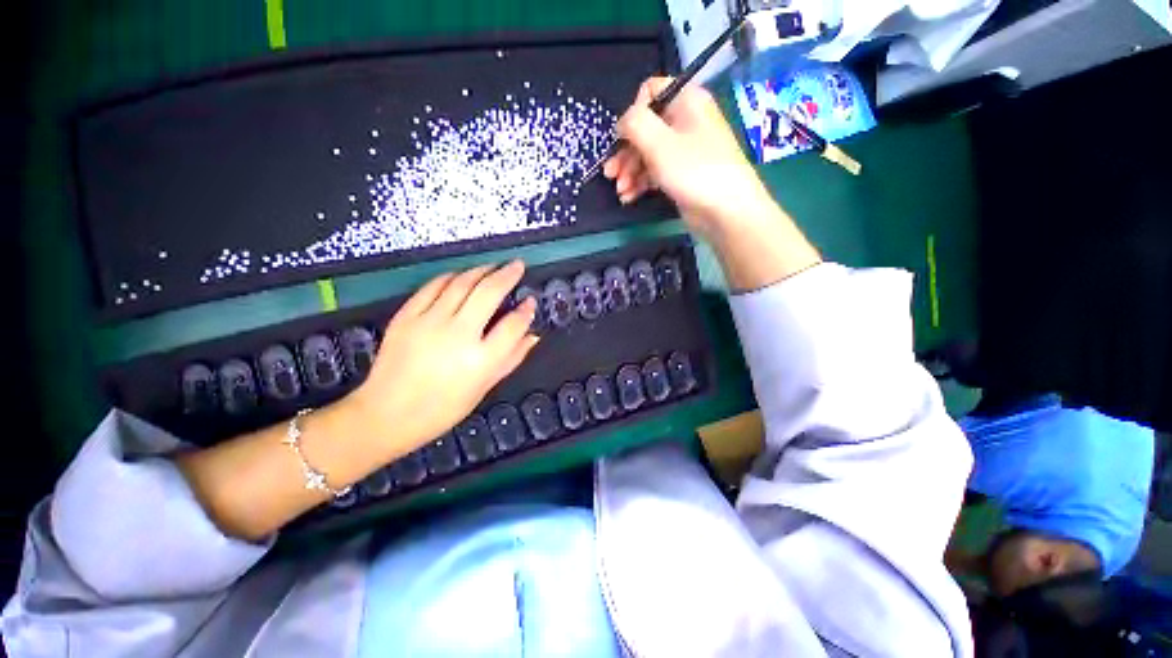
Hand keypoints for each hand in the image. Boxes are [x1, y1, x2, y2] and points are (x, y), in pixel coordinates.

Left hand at [347, 261, 538, 457]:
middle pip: (489, 293)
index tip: (530, 301)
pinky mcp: (406, 316)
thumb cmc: (443, 408)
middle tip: (517, 265)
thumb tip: (533, 335)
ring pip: (461, 283)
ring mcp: (429, 322)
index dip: (526, 310)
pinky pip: (433, 286)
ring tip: (493, 266)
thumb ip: (512, 358)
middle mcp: (458, 335)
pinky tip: (461, 276)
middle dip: (507, 275)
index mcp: (481, 359)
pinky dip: (451, 276)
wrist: (387, 414)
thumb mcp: (484, 387)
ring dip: (481, 270)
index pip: (513, 324)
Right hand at [604, 77, 773, 238]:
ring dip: (630, 172)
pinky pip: (656, 171)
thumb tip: (622, 123)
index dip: (632, 115)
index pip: (650, 92)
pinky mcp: (682, 173)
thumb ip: (634, 123)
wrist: (726, 210)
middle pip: (645, 128)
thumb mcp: (658, 142)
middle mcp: (685, 120)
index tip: (622, 140)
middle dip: (625, 153)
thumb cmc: (693, 170)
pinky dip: (641, 182)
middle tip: (610, 174)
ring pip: (648, 153)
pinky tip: (629, 197)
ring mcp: (685, 149)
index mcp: (685, 100)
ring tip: (621, 191)